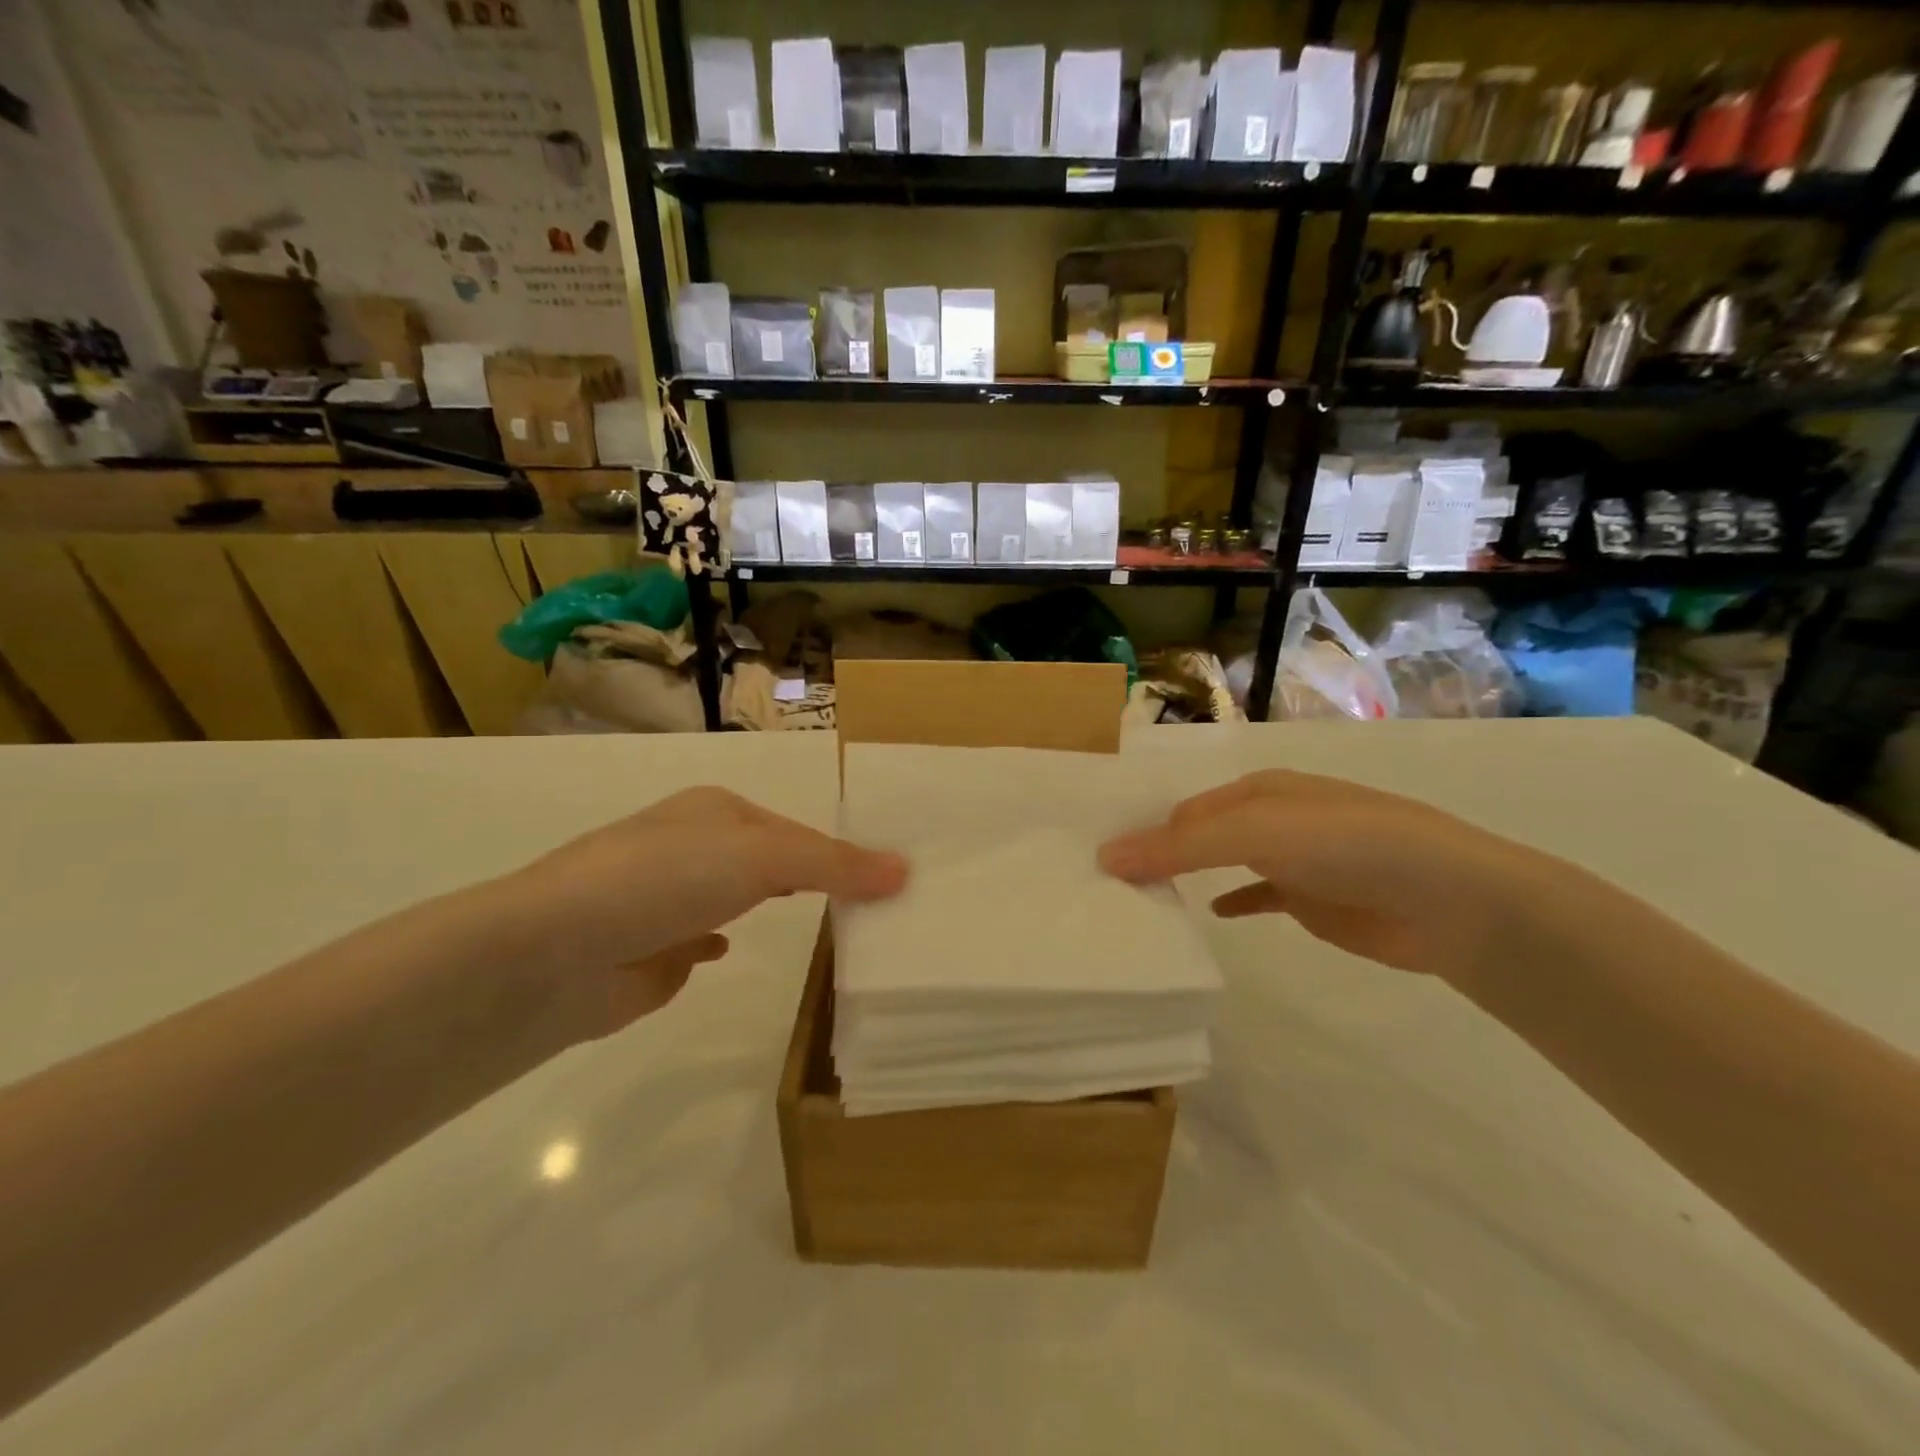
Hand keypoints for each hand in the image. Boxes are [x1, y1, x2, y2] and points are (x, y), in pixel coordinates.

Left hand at [495, 788, 906, 1040]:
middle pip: (772, 860)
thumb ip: (834, 864)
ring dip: (774, 904)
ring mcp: (670, 897)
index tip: (891, 884)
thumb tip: (905, 870)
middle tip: (874, 907)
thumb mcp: (762, 858)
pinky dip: (722, 941)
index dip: (843, 855)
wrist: (554, 952)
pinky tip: (730, 950)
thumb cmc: (664, 881)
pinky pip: (703, 939)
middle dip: (815, 878)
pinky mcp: (652, 947)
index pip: (799, 831)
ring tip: (828, 928)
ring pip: (741, 896)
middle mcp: (694, 845)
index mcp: (718, 811)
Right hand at [1098, 770, 1547, 989]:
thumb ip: (1181, 846)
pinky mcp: (1312, 899)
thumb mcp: (1256, 833)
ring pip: (1221, 864)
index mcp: (1255, 790)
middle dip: (1157, 854)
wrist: (1451, 900)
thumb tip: (1105, 855)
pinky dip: (1233, 902)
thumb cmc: (1347, 847)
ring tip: (1140, 902)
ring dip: (1186, 878)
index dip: (1140, 832)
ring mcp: (1292, 859)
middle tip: (1107, 886)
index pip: (1180, 809)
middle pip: (1197, 834)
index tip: (1095, 861)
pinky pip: (1257, 896)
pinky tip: (1213, 916)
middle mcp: (1270, 818)